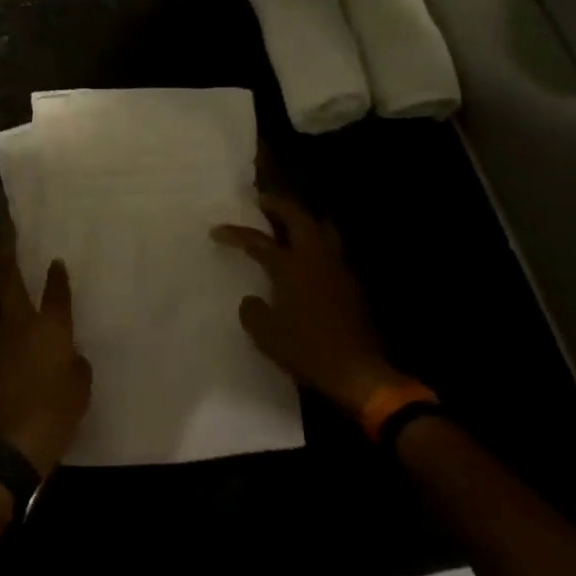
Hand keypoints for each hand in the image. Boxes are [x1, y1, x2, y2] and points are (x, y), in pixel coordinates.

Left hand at [0, 249, 92, 477]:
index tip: (55, 262)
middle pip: (7, 281)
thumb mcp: (80, 389)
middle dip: (4, 258)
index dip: (57, 276)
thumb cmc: (56, 414)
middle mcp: (19, 324)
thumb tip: (70, 356)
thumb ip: (76, 365)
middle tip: (2, 243)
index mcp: (50, 328)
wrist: (12, 445)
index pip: (56, 293)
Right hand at [212, 194, 413, 417]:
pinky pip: (333, 253)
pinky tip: (309, 261)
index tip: (217, 230)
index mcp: (291, 266)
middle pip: (299, 218)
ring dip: (305, 222)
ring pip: (323, 230)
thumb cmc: (308, 349)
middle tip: (263, 202)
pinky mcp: (353, 286)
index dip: (236, 233)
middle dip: (279, 206)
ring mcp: (339, 270)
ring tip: (290, 224)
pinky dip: (318, 247)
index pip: (258, 241)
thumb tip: (252, 301)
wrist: (359, 373)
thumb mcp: (266, 334)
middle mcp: (316, 259)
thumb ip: (253, 311)